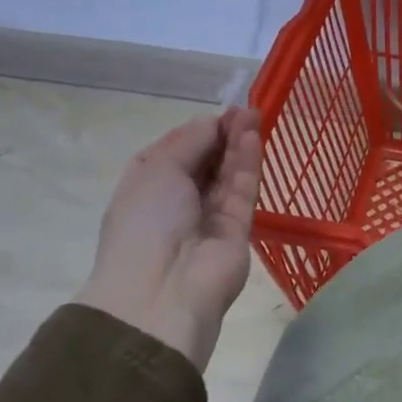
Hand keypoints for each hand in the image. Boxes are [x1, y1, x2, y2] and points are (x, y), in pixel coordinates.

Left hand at [75, 107, 262, 368]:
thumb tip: (214, 123)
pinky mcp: (238, 230)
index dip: (199, 131)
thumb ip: (191, 141)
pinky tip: (254, 139)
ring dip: (239, 145)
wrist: (163, 290)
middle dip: (224, 135)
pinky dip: (248, 165)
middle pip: (207, 162)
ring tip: (255, 115)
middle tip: (246, 110)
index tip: (222, 111)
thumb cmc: (146, 223)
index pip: (177, 151)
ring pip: (228, 175)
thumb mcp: (157, 169)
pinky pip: (243, 191)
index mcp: (148, 187)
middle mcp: (179, 201)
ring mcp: (209, 217)